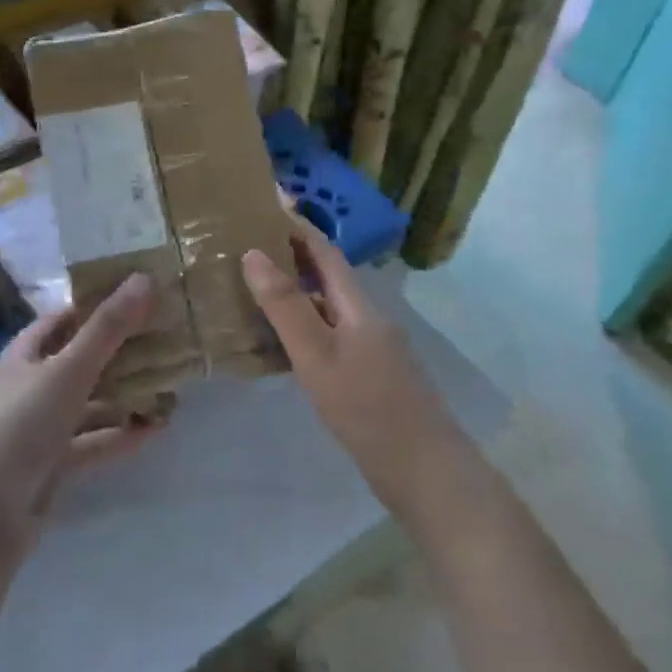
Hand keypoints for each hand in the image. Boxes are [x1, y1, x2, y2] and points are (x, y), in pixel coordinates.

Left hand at [0, 274, 160, 553]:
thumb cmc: (17, 429)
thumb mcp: (66, 372)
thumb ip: (107, 329)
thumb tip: (143, 278)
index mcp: (20, 358)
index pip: (60, 321)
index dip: (95, 307)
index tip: (138, 299)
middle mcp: (26, 388)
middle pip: (78, 362)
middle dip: (119, 355)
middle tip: (165, 344)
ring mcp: (36, 430)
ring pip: (87, 405)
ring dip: (123, 398)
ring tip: (169, 391)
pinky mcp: (48, 467)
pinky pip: (89, 442)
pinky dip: (117, 435)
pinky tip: (154, 430)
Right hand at [242, 216, 471, 518]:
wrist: (423, 470)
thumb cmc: (366, 408)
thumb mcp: (317, 355)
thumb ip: (285, 306)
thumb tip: (253, 253)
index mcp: (358, 305)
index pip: (324, 250)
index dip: (296, 225)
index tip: (267, 201)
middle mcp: (367, 318)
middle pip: (327, 276)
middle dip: (291, 255)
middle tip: (248, 244)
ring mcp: (371, 348)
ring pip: (326, 308)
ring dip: (295, 292)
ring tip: (253, 288)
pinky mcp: (369, 375)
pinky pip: (329, 336)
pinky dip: (302, 327)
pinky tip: (280, 343)